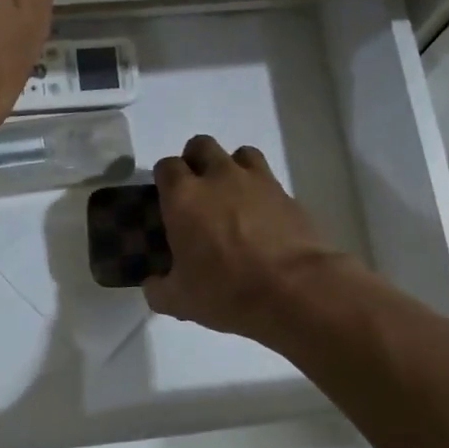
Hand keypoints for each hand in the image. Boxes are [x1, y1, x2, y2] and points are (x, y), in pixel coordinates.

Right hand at [142, 135, 355, 341]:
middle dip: (196, 161)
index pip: (166, 166)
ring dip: (232, 167)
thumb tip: (153, 284)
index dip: (165, 179)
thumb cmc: (227, 291)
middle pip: (202, 146)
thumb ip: (159, 289)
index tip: (167, 200)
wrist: (295, 291)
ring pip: (240, 153)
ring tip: (233, 196)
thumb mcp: (179, 301)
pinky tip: (263, 217)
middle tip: (198, 191)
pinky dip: (262, 191)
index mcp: (184, 197)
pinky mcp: (287, 194)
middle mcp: (218, 177)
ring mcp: (257, 181)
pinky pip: (269, 179)